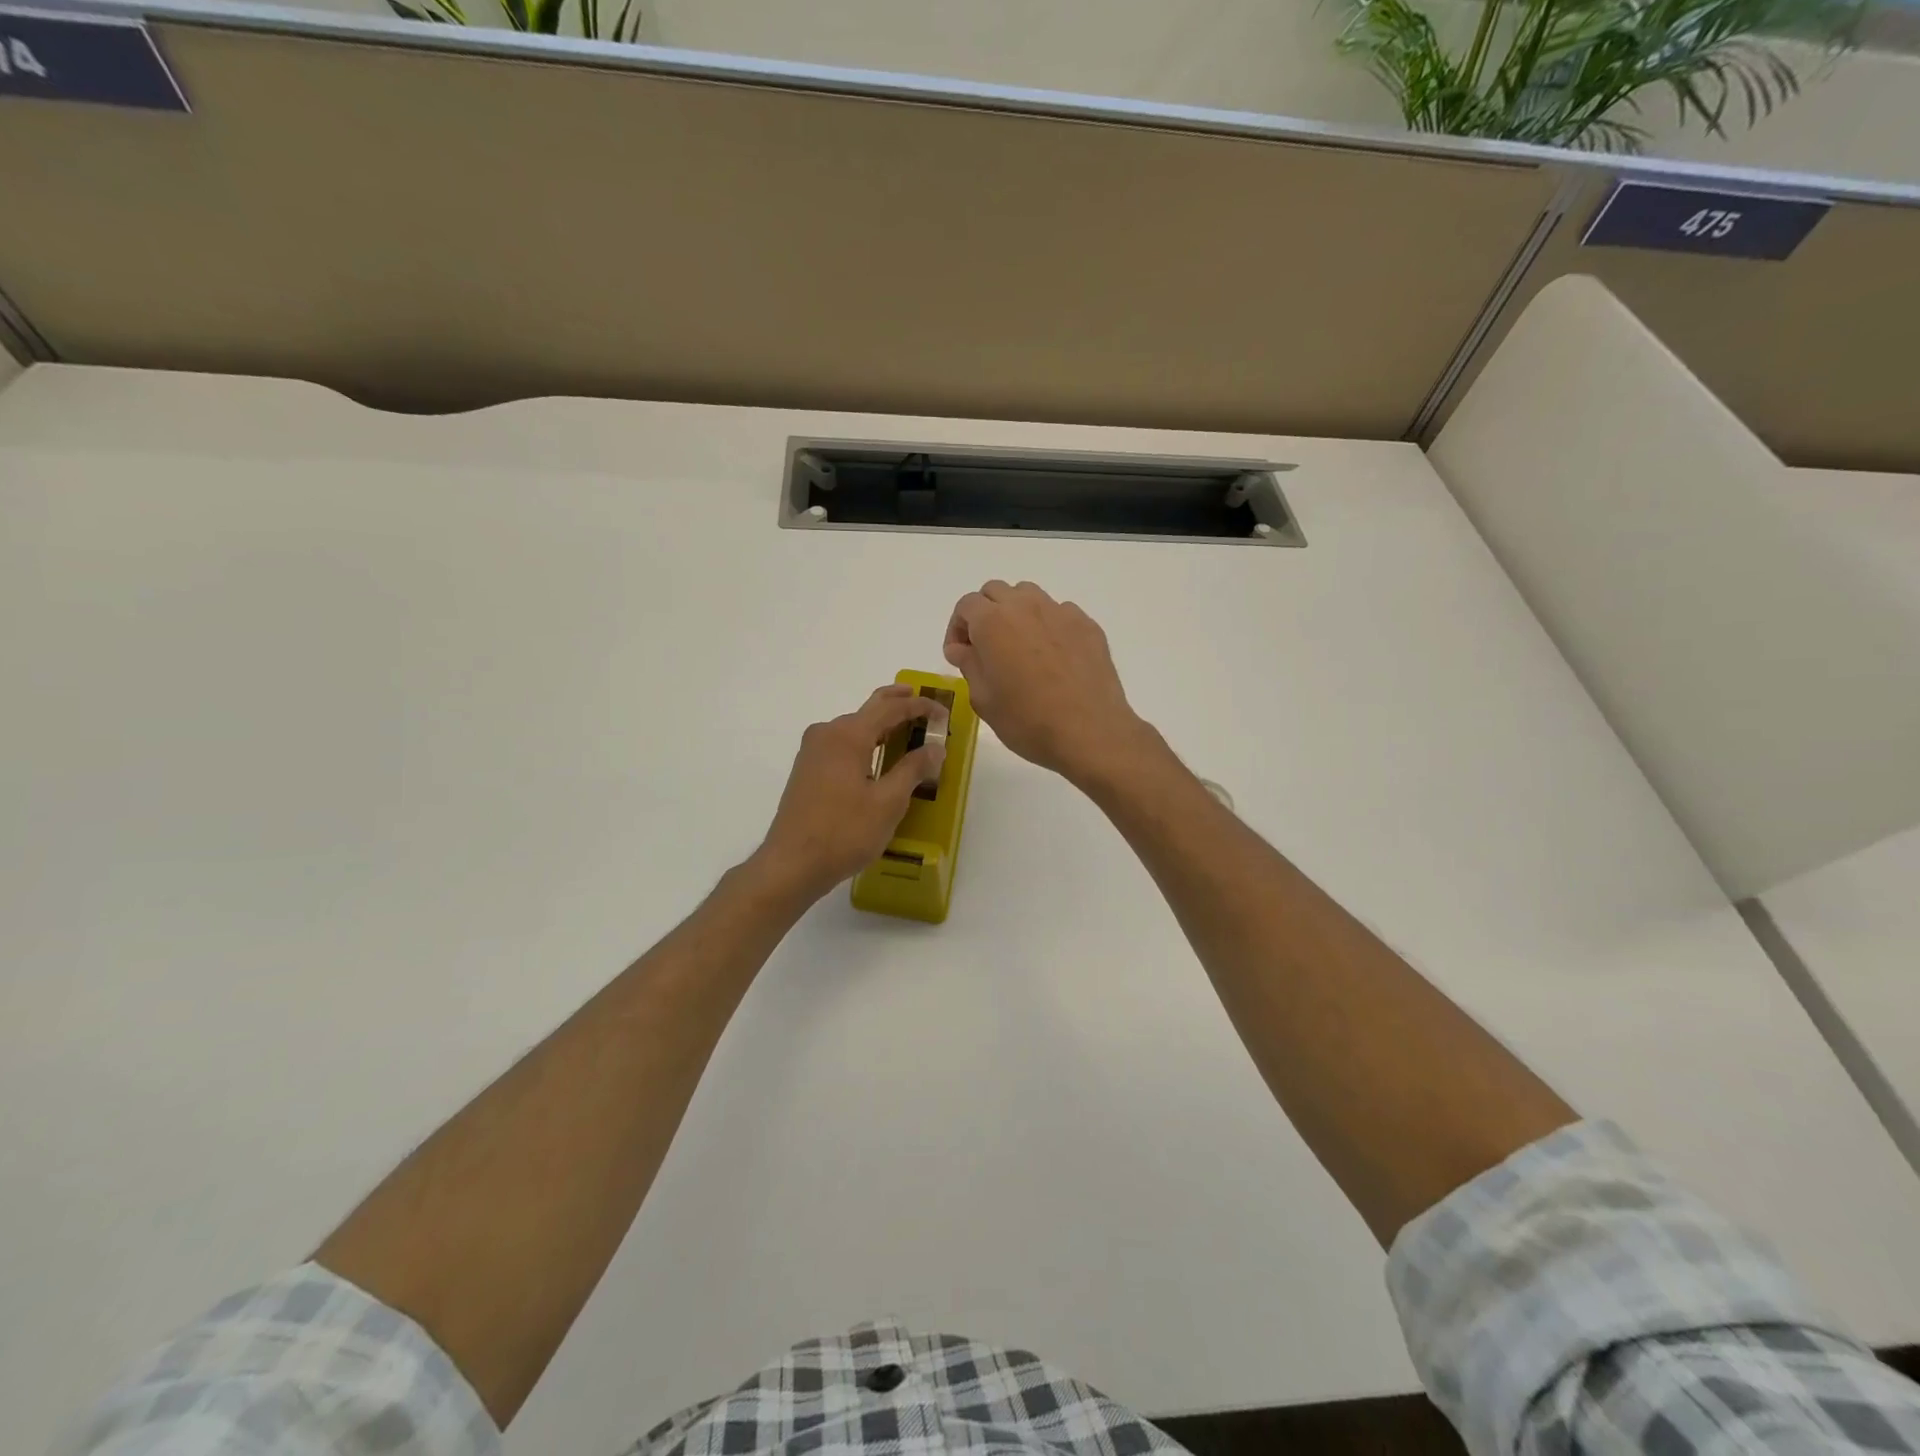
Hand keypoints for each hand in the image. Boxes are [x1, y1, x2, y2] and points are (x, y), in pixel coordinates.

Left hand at [753, 685, 945, 902]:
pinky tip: (877, 754)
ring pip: (854, 726)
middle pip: (869, 709)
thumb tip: (935, 748)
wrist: (791, 864)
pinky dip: (865, 740)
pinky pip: (842, 742)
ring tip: (906, 728)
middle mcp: (827, 733)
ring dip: (881, 724)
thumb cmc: (844, 832)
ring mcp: (813, 751)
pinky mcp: (807, 768)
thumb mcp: (888, 803)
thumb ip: (913, 769)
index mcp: (848, 735)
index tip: (943, 713)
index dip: (919, 707)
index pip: (891, 708)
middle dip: (897, 703)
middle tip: (922, 702)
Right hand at [943, 580, 1151, 785]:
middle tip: (986, 649)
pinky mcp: (1087, 626)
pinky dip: (1048, 626)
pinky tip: (1053, 658)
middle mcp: (1025, 606)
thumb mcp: (984, 699)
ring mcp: (1060, 612)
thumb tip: (961, 648)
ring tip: (1019, 647)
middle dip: (985, 614)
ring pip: (1029, 596)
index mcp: (993, 622)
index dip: (957, 628)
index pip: (966, 606)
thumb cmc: (1027, 721)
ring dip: (1016, 613)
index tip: (960, 655)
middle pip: (996, 592)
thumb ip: (969, 665)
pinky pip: (1060, 613)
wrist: (1090, 732)